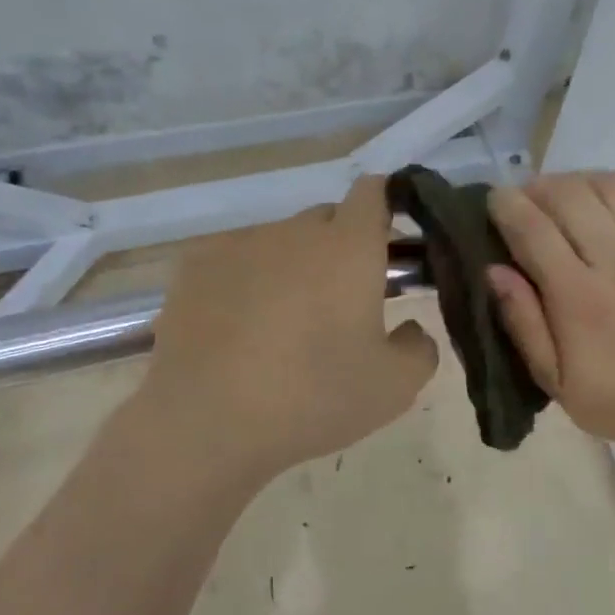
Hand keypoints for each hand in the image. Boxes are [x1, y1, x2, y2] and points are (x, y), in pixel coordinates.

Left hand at [136, 176, 437, 482]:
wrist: (207, 422)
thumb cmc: (313, 398)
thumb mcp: (395, 387)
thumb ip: (419, 347)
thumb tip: (407, 330)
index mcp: (349, 248)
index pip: (373, 192)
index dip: (385, 207)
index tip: (387, 244)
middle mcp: (295, 232)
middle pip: (327, 220)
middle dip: (341, 248)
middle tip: (342, 301)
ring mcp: (240, 244)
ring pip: (280, 242)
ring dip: (292, 267)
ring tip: (282, 324)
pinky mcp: (195, 265)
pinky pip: (235, 260)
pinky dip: (245, 281)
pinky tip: (237, 327)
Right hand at [486, 172, 614, 455]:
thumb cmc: (612, 399)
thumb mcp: (551, 377)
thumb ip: (522, 321)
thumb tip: (494, 269)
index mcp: (578, 297)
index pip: (533, 229)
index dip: (506, 205)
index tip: (493, 200)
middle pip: (571, 197)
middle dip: (539, 188)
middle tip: (526, 200)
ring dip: (584, 181)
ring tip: (567, 195)